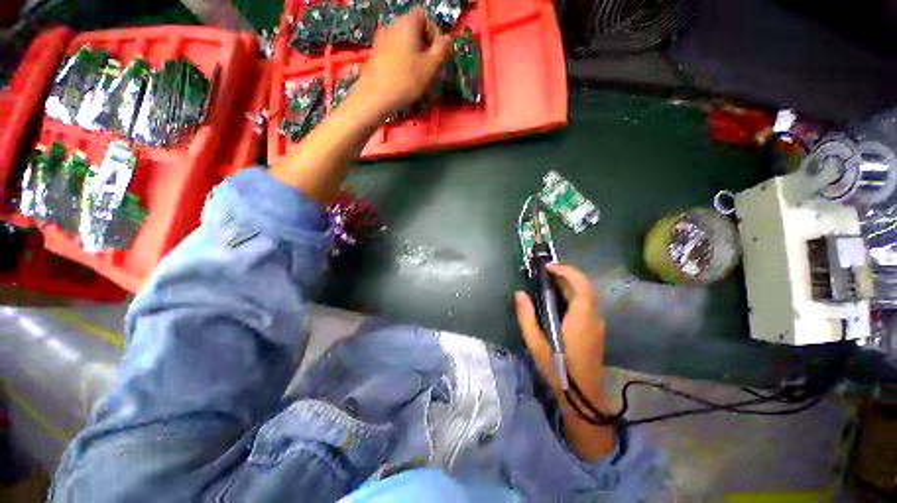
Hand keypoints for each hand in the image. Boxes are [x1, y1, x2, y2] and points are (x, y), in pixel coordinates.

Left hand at [354, 7, 452, 117]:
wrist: (376, 96)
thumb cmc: (406, 80)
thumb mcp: (431, 66)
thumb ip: (442, 49)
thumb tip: (448, 39)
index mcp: (407, 23)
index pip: (424, 16)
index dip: (434, 32)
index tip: (437, 52)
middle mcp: (393, 25)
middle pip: (414, 28)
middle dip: (424, 44)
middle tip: (430, 66)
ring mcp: (382, 39)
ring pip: (404, 41)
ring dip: (414, 53)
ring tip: (418, 74)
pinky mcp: (376, 53)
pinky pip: (394, 51)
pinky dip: (402, 60)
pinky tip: (404, 77)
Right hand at [515, 264, 606, 407]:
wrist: (583, 397)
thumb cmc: (558, 370)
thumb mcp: (536, 344)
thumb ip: (526, 317)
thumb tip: (519, 294)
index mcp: (581, 319)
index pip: (581, 285)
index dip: (566, 271)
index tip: (548, 267)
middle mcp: (594, 317)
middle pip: (585, 287)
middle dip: (567, 274)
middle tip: (546, 272)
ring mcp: (597, 324)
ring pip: (587, 294)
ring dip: (570, 283)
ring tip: (549, 282)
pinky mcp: (596, 329)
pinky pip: (586, 304)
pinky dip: (573, 294)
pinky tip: (558, 300)